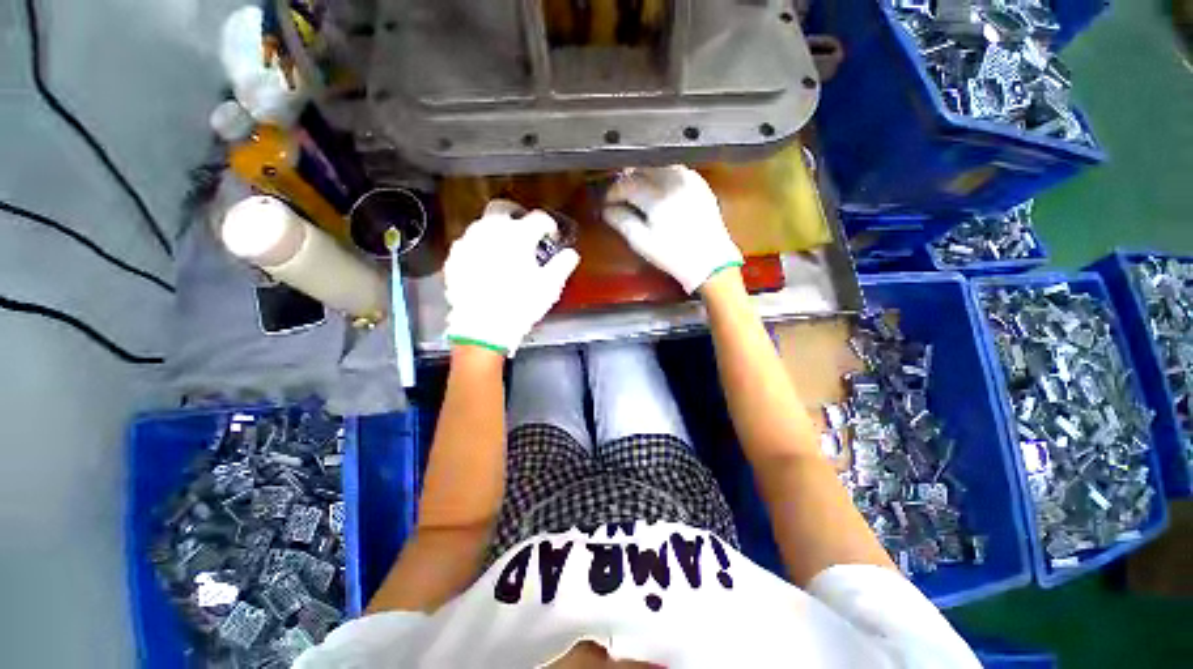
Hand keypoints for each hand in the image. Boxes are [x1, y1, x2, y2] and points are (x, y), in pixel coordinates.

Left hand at [444, 200, 579, 355]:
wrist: (482, 327)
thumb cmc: (520, 305)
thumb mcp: (550, 286)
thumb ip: (563, 264)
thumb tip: (570, 254)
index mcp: (518, 235)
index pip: (539, 218)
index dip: (549, 226)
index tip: (551, 236)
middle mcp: (491, 231)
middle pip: (505, 210)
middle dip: (518, 219)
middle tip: (526, 237)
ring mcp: (470, 243)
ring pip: (484, 225)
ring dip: (498, 233)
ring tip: (506, 252)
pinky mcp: (455, 258)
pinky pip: (469, 244)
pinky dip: (480, 248)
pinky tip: (486, 265)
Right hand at [603, 165, 742, 293]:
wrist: (710, 261)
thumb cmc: (673, 256)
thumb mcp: (642, 243)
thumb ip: (622, 222)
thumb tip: (607, 209)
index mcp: (657, 199)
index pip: (627, 184)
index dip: (613, 192)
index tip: (607, 202)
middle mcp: (673, 183)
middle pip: (642, 168)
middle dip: (628, 178)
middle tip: (620, 192)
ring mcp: (689, 181)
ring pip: (659, 164)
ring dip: (645, 173)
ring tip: (637, 188)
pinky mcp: (700, 184)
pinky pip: (676, 169)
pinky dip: (663, 174)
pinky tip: (658, 187)